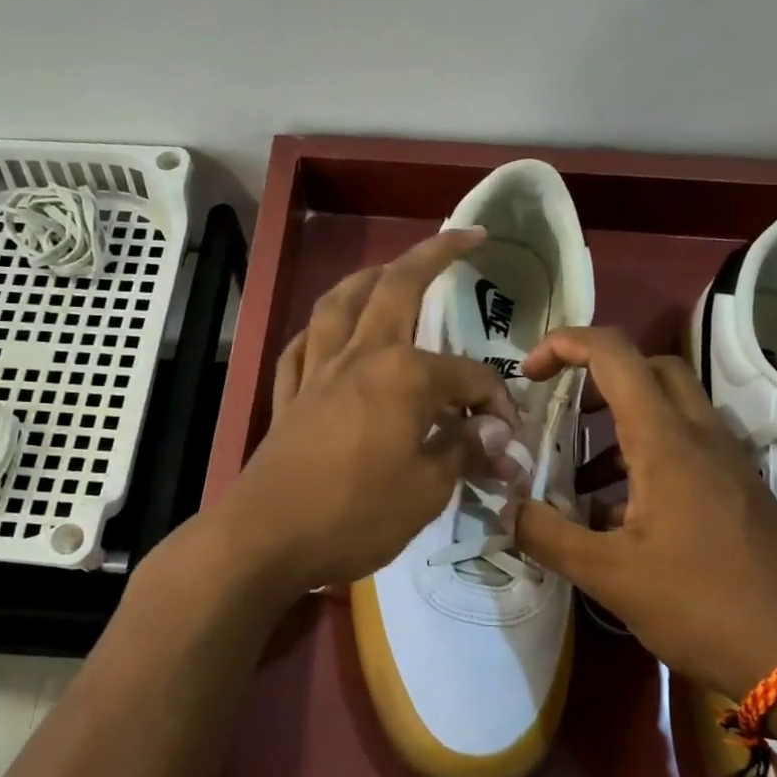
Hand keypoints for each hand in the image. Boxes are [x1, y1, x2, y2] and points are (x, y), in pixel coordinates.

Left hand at [213, 230, 516, 599]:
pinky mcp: (287, 399)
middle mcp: (359, 357)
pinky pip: (301, 349)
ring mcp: (316, 374)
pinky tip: (325, 334)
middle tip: (462, 236)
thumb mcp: (427, 490)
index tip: (509, 441)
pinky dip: (317, 333)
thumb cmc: (356, 514)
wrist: (267, 539)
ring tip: (386, 268)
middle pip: (396, 290)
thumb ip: (464, 451)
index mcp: (402, 375)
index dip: (495, 404)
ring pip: (339, 305)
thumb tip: (499, 434)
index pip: (467, 377)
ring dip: (366, 278)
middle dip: (433, 255)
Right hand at [513, 327, 776, 694]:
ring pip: (671, 413)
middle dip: (598, 378)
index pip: (615, 355)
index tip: (527, 373)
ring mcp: (728, 465)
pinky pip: (688, 453)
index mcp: (667, 441)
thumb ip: (548, 537)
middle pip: (650, 370)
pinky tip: (621, 521)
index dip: (565, 345)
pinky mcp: (740, 494)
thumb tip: (507, 512)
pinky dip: (646, 463)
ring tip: (578, 481)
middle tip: (561, 413)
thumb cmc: (702, 605)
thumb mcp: (609, 576)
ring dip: (620, 428)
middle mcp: (703, 438)